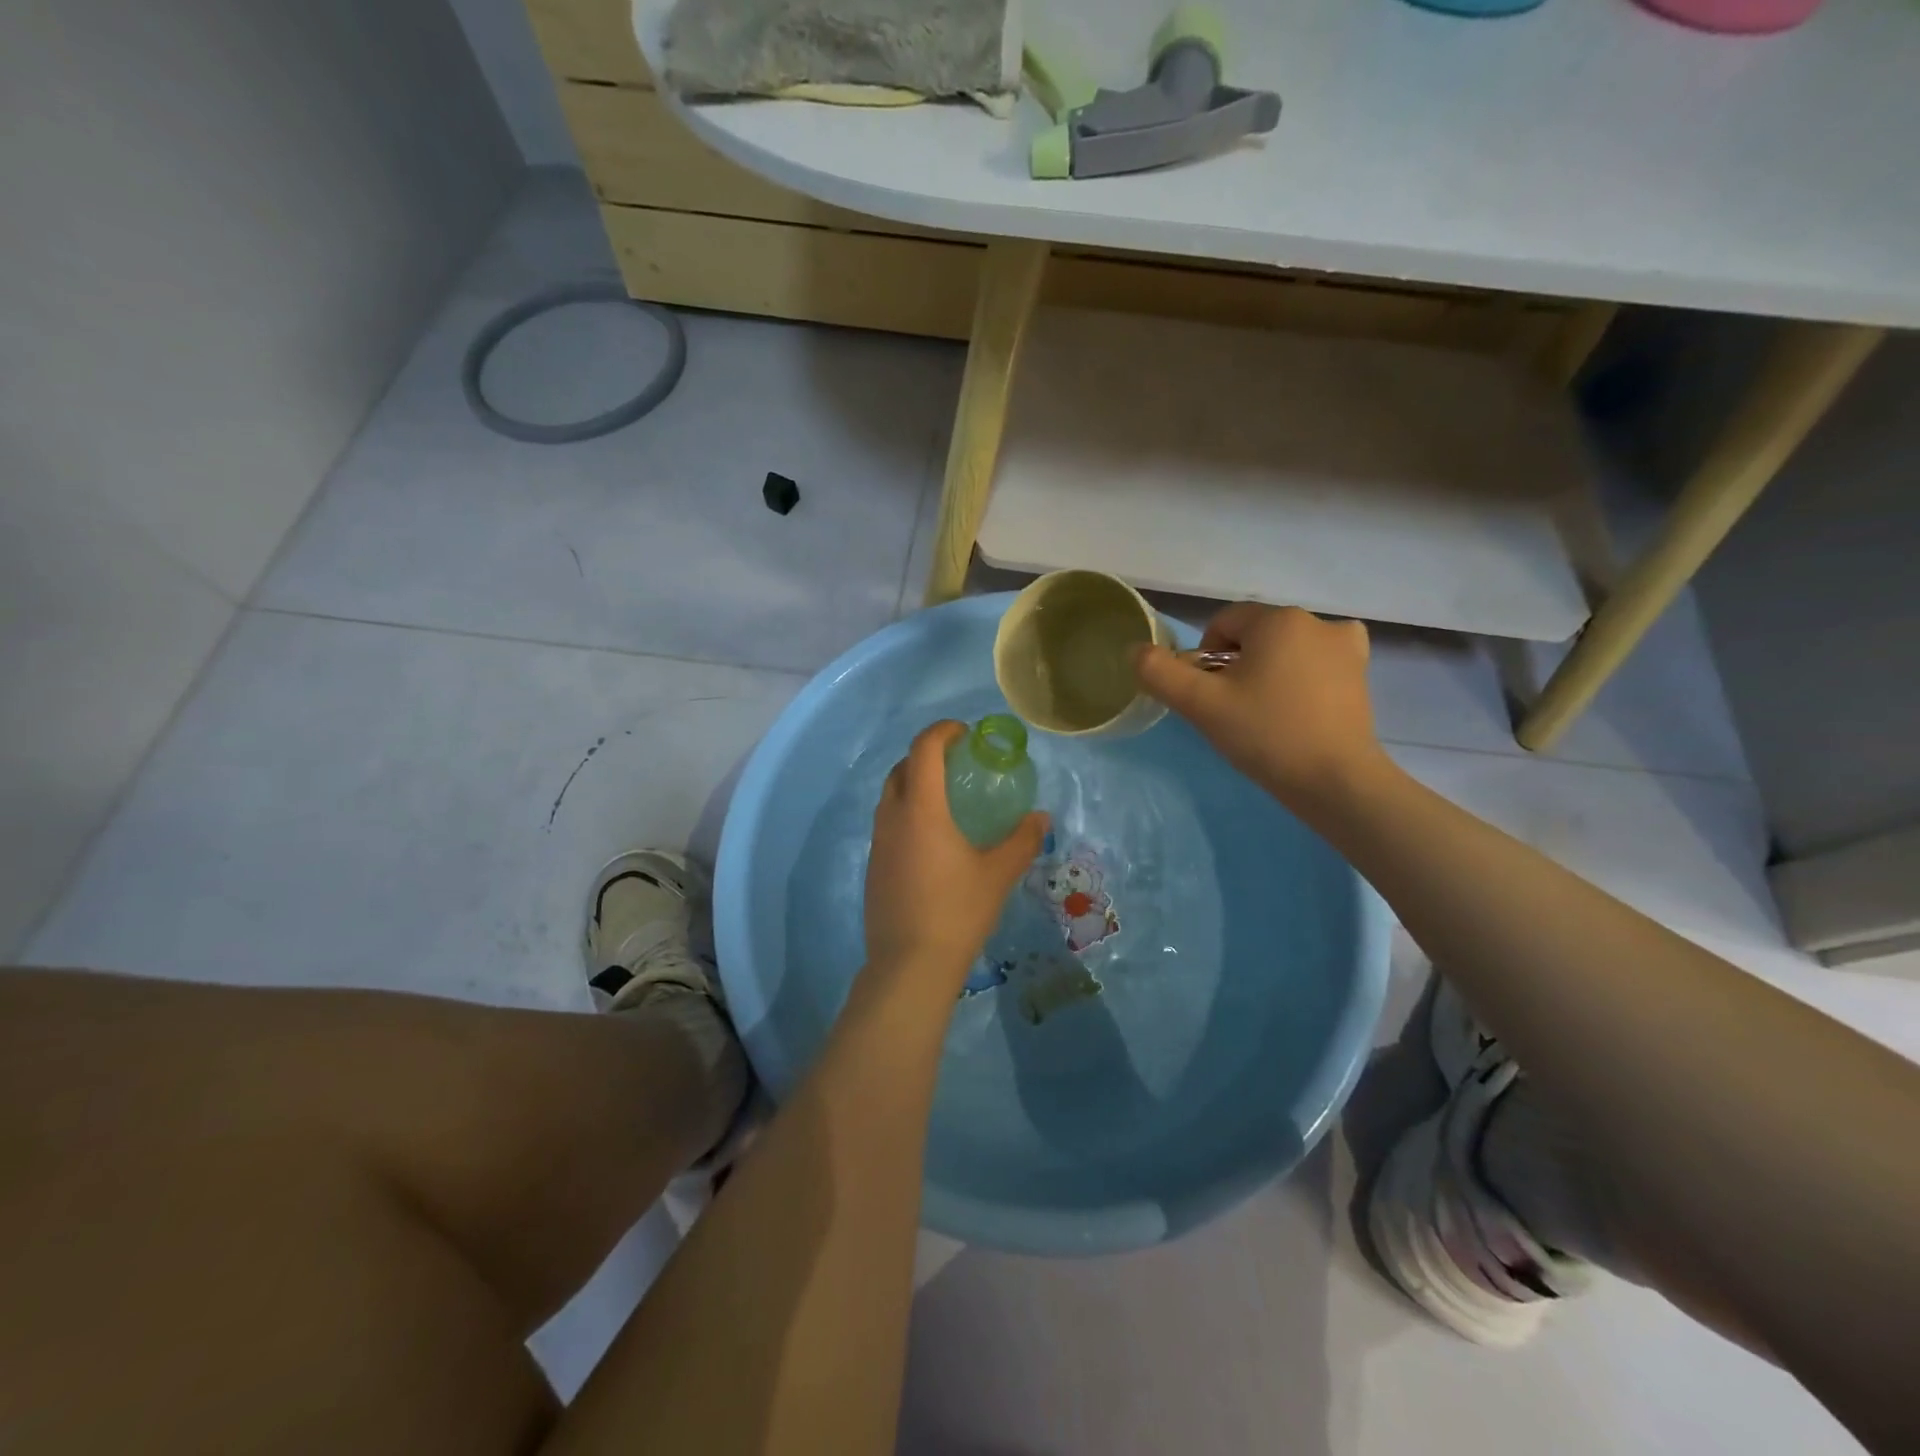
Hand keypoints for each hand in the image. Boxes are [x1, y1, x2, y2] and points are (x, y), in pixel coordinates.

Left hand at [864, 721, 1048, 994]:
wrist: (909, 965)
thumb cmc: (957, 912)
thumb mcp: (998, 874)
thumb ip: (1022, 840)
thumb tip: (1041, 817)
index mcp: (921, 809)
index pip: (924, 749)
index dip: (942, 731)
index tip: (965, 733)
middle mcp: (892, 818)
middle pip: (902, 768)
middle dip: (926, 755)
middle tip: (957, 763)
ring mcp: (877, 843)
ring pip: (890, 796)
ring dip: (914, 784)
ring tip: (946, 799)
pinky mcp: (873, 867)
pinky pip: (887, 823)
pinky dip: (907, 813)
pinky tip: (932, 840)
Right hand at [1134, 604, 1386, 813]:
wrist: (1335, 781)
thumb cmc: (1265, 734)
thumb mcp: (1201, 704)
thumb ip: (1160, 672)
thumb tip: (1135, 651)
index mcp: (1278, 619)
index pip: (1223, 622)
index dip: (1206, 657)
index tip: (1210, 695)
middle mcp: (1317, 621)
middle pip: (1255, 635)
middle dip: (1238, 665)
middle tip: (1234, 710)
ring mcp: (1346, 646)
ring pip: (1285, 649)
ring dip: (1268, 671)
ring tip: (1266, 715)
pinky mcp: (1362, 673)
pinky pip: (1317, 662)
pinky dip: (1302, 677)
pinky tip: (1299, 708)